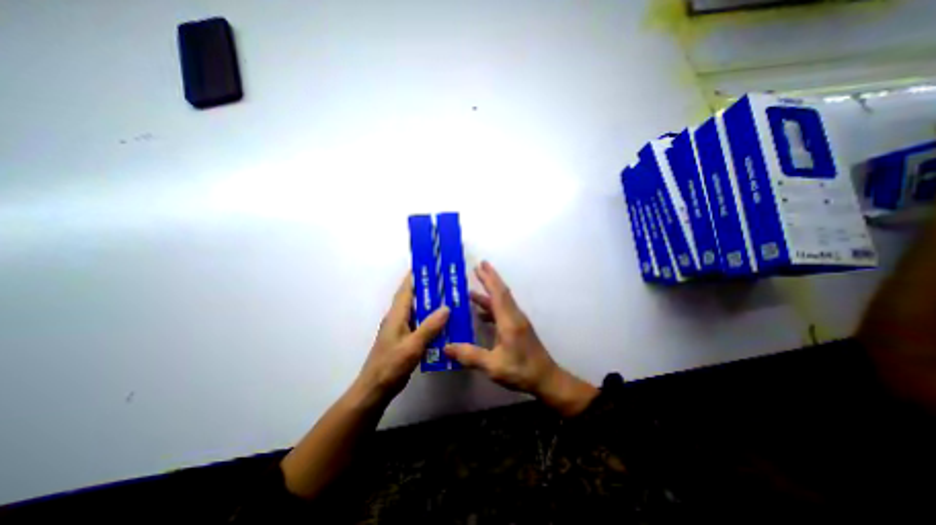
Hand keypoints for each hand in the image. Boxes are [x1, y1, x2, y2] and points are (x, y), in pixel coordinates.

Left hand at [355, 275, 448, 406]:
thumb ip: (429, 326)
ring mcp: (401, 330)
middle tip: (445, 282)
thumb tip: (446, 307)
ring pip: (417, 311)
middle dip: (427, 288)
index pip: (406, 289)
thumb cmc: (391, 365)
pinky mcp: (405, 340)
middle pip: (413, 298)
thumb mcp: (412, 345)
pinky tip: (443, 323)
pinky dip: (430, 320)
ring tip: (448, 299)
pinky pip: (419, 324)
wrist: (375, 388)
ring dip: (430, 304)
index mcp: (396, 315)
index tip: (427, 265)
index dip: (414, 276)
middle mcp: (398, 318)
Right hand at [443, 263, 594, 418]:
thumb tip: (446, 347)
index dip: (489, 278)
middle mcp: (514, 316)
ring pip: (502, 301)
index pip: (498, 293)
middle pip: (501, 292)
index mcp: (509, 320)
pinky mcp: (518, 328)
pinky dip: (491, 308)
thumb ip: (470, 355)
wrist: (546, 379)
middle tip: (477, 267)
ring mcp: (517, 321)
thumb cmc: (521, 371)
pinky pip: (502, 311)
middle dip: (490, 278)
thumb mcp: (493, 366)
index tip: (480, 265)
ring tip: (472, 291)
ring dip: (489, 294)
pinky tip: (480, 314)